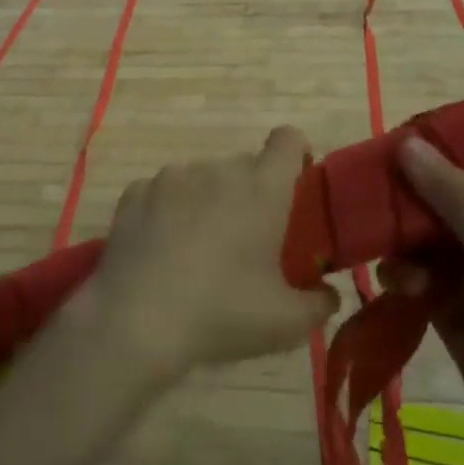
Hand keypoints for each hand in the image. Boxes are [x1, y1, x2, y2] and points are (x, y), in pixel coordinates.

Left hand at [83, 127, 341, 383]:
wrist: (137, 320)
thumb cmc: (222, 314)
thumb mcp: (286, 323)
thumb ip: (319, 304)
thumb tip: (328, 295)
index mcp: (262, 189)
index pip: (288, 140)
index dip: (296, 155)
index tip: (294, 185)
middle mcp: (217, 170)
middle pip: (244, 165)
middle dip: (251, 192)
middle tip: (246, 238)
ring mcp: (172, 177)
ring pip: (202, 177)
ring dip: (208, 200)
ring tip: (198, 248)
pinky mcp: (135, 192)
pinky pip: (163, 191)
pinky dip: (169, 210)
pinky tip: (161, 249)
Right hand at [379, 136, 463, 439]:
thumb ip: (454, 195)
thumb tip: (406, 143)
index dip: (431, 160)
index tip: (391, 152)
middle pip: (436, 207)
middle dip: (407, 211)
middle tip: (374, 206)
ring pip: (418, 242)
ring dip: (402, 251)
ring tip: (399, 272)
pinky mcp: (446, 305)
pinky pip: (412, 275)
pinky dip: (401, 278)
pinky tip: (398, 289)